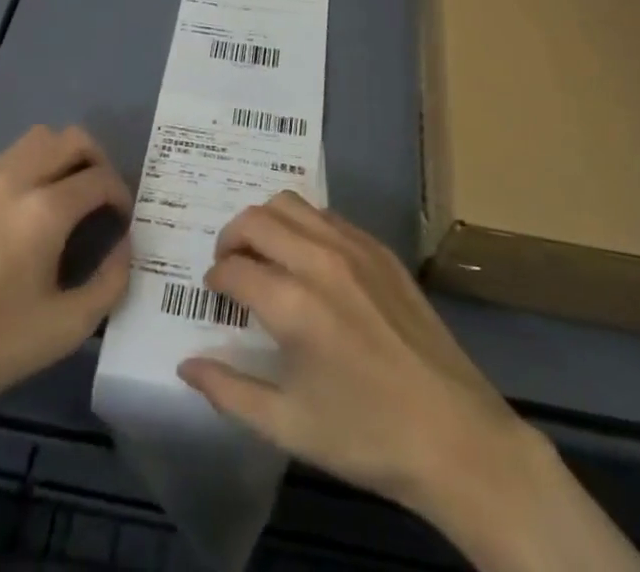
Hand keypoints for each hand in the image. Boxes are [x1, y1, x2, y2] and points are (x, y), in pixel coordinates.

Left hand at [0, 125, 130, 438]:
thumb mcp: (64, 330)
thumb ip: (109, 283)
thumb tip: (124, 247)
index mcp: (44, 210)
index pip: (100, 178)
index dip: (122, 196)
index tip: (124, 223)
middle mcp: (17, 180)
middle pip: (74, 139)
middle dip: (99, 163)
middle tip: (104, 201)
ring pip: (41, 138)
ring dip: (65, 156)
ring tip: (71, 197)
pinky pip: (12, 155)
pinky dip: (36, 165)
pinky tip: (31, 209)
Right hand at [176, 190, 523, 515]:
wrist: (453, 434)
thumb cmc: (365, 436)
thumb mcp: (288, 426)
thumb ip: (229, 391)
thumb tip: (186, 365)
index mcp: (292, 304)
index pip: (232, 269)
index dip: (214, 280)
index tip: (214, 296)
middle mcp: (319, 260)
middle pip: (256, 219)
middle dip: (231, 239)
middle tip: (230, 268)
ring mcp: (354, 247)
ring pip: (291, 204)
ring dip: (266, 223)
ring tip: (264, 256)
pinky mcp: (380, 249)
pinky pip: (327, 216)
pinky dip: (304, 226)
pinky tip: (308, 261)